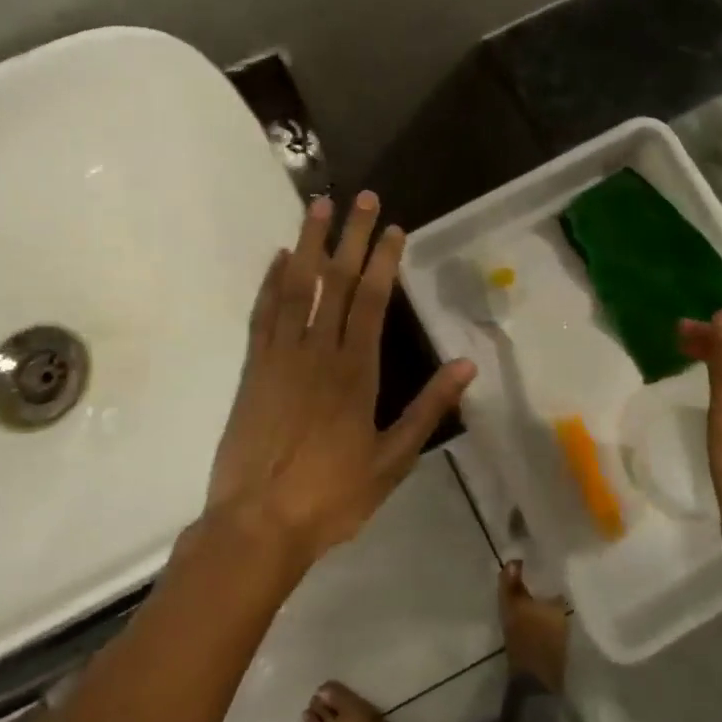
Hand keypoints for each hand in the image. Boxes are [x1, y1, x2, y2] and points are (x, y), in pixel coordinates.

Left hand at [205, 192, 475, 569]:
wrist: (258, 524)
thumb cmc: (332, 495)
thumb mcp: (393, 460)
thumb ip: (428, 408)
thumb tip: (467, 365)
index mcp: (355, 371)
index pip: (372, 300)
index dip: (383, 260)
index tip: (392, 228)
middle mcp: (318, 352)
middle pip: (336, 282)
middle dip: (351, 236)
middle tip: (360, 197)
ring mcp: (281, 356)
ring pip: (296, 287)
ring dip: (309, 244)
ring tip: (318, 207)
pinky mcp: (254, 369)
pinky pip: (263, 314)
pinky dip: (271, 282)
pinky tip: (280, 258)